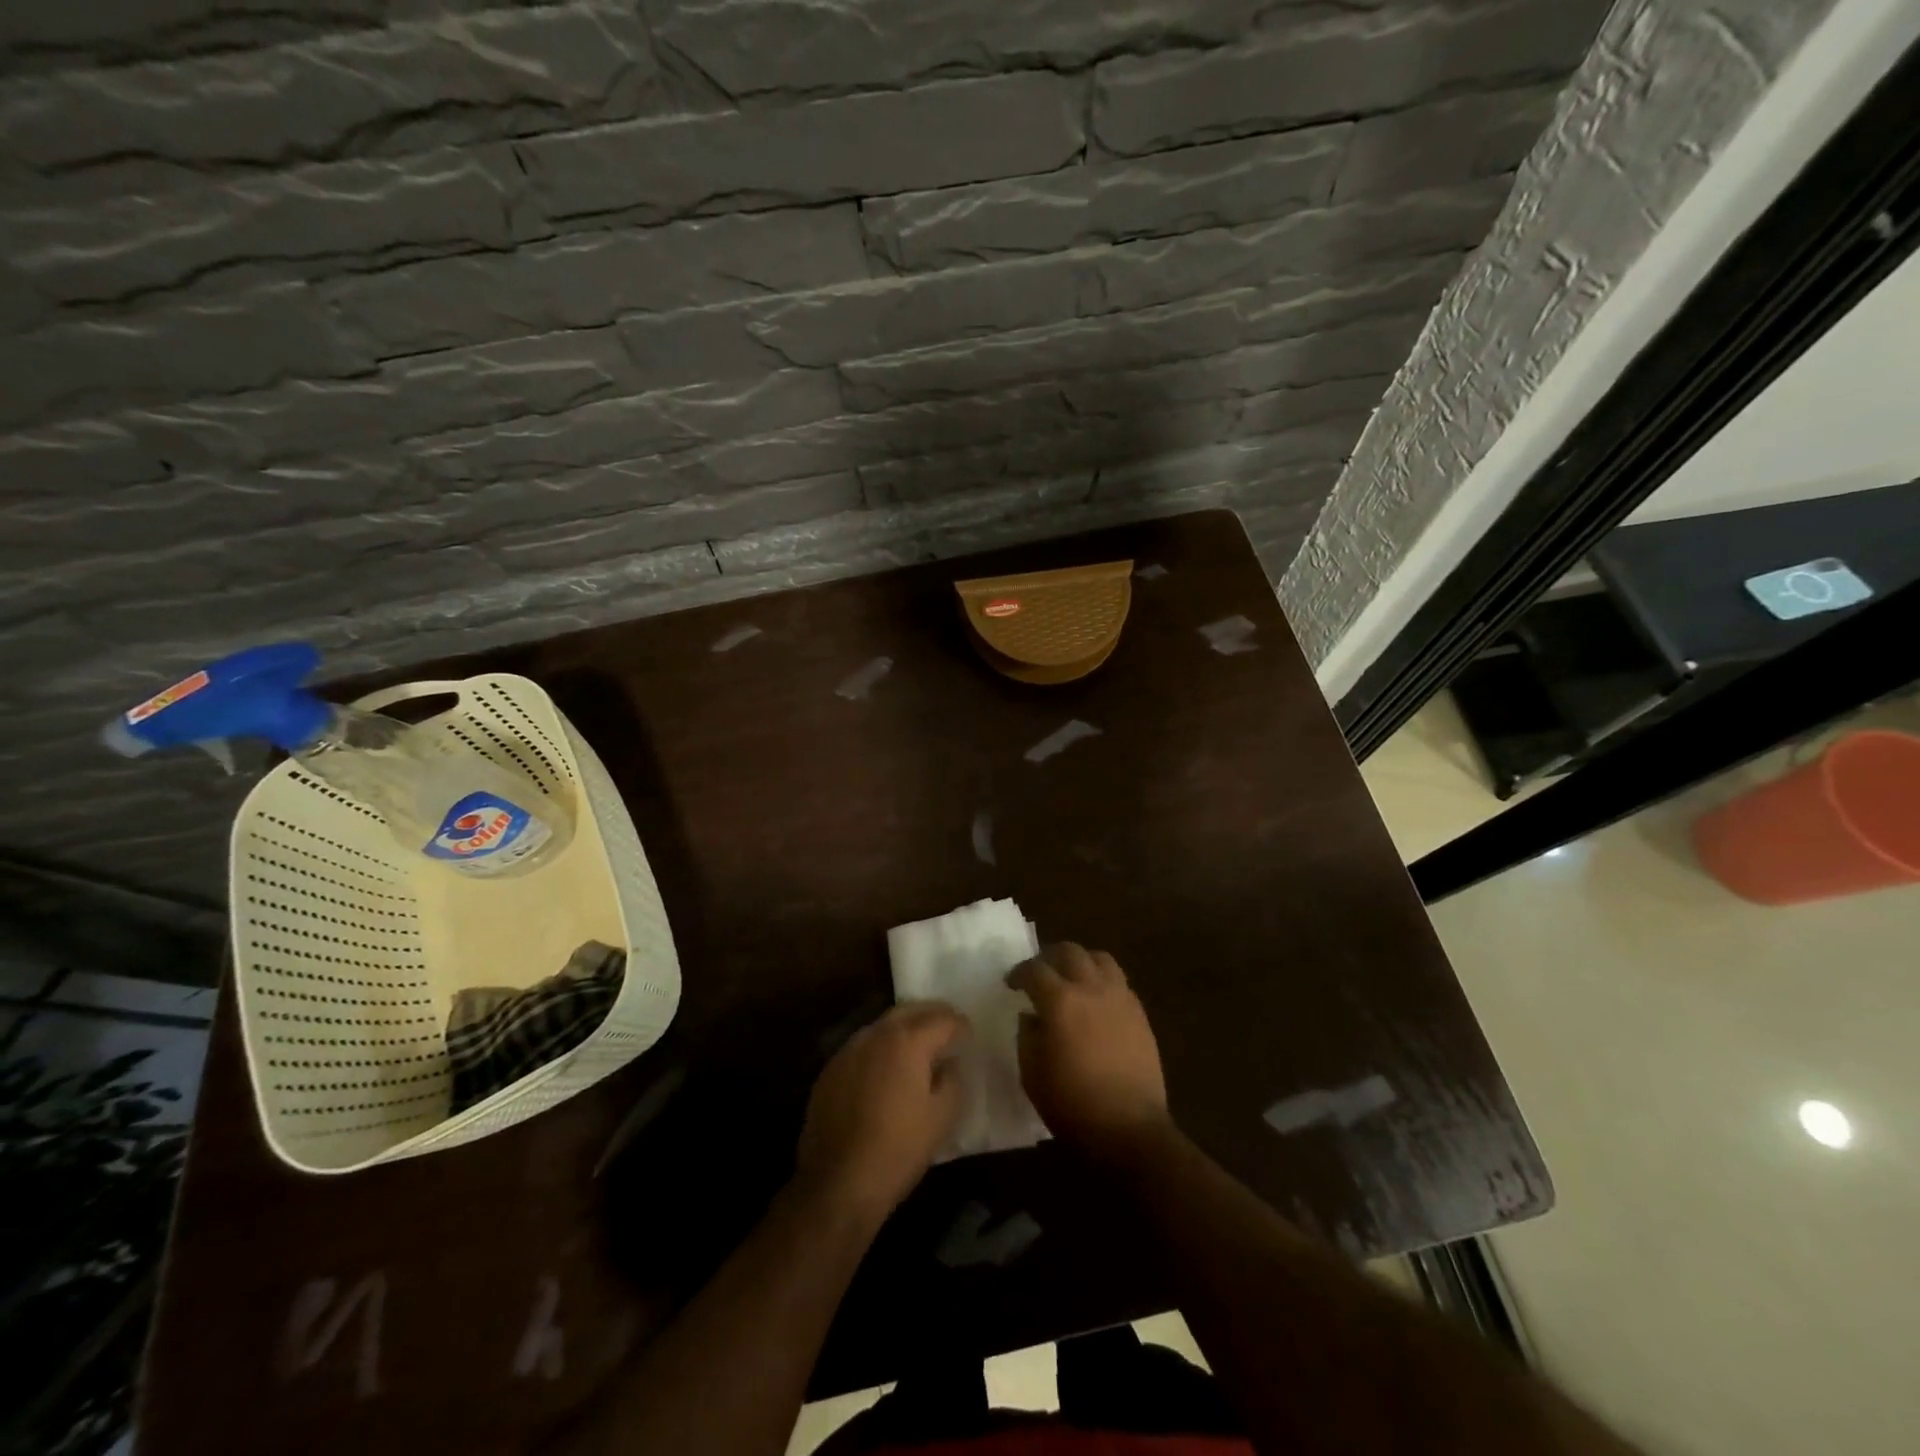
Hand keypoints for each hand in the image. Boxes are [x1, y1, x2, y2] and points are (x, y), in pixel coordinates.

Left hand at [796, 1002, 969, 1225]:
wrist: (837, 1183)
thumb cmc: (898, 1149)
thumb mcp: (942, 1117)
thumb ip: (952, 1080)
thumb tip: (948, 1064)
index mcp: (908, 1041)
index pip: (943, 1019)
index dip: (960, 1025)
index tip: (969, 1035)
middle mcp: (876, 1034)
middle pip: (910, 1011)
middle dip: (932, 1015)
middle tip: (947, 1028)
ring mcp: (848, 1050)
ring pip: (882, 1026)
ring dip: (903, 1029)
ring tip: (917, 1048)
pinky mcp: (830, 1070)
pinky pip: (862, 1047)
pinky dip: (879, 1049)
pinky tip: (884, 1071)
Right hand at [1009, 943, 1170, 1162]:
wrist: (1129, 1128)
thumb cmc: (1072, 1104)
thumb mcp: (1032, 1074)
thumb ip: (1027, 1036)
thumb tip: (1031, 1017)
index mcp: (1060, 1000)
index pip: (1034, 970)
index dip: (1019, 973)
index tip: (1011, 983)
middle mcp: (1091, 988)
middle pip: (1070, 952)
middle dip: (1049, 958)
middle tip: (1040, 974)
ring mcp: (1120, 997)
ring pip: (1100, 958)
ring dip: (1081, 962)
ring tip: (1071, 978)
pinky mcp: (1139, 1013)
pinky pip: (1119, 981)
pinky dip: (1102, 981)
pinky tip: (1096, 1001)